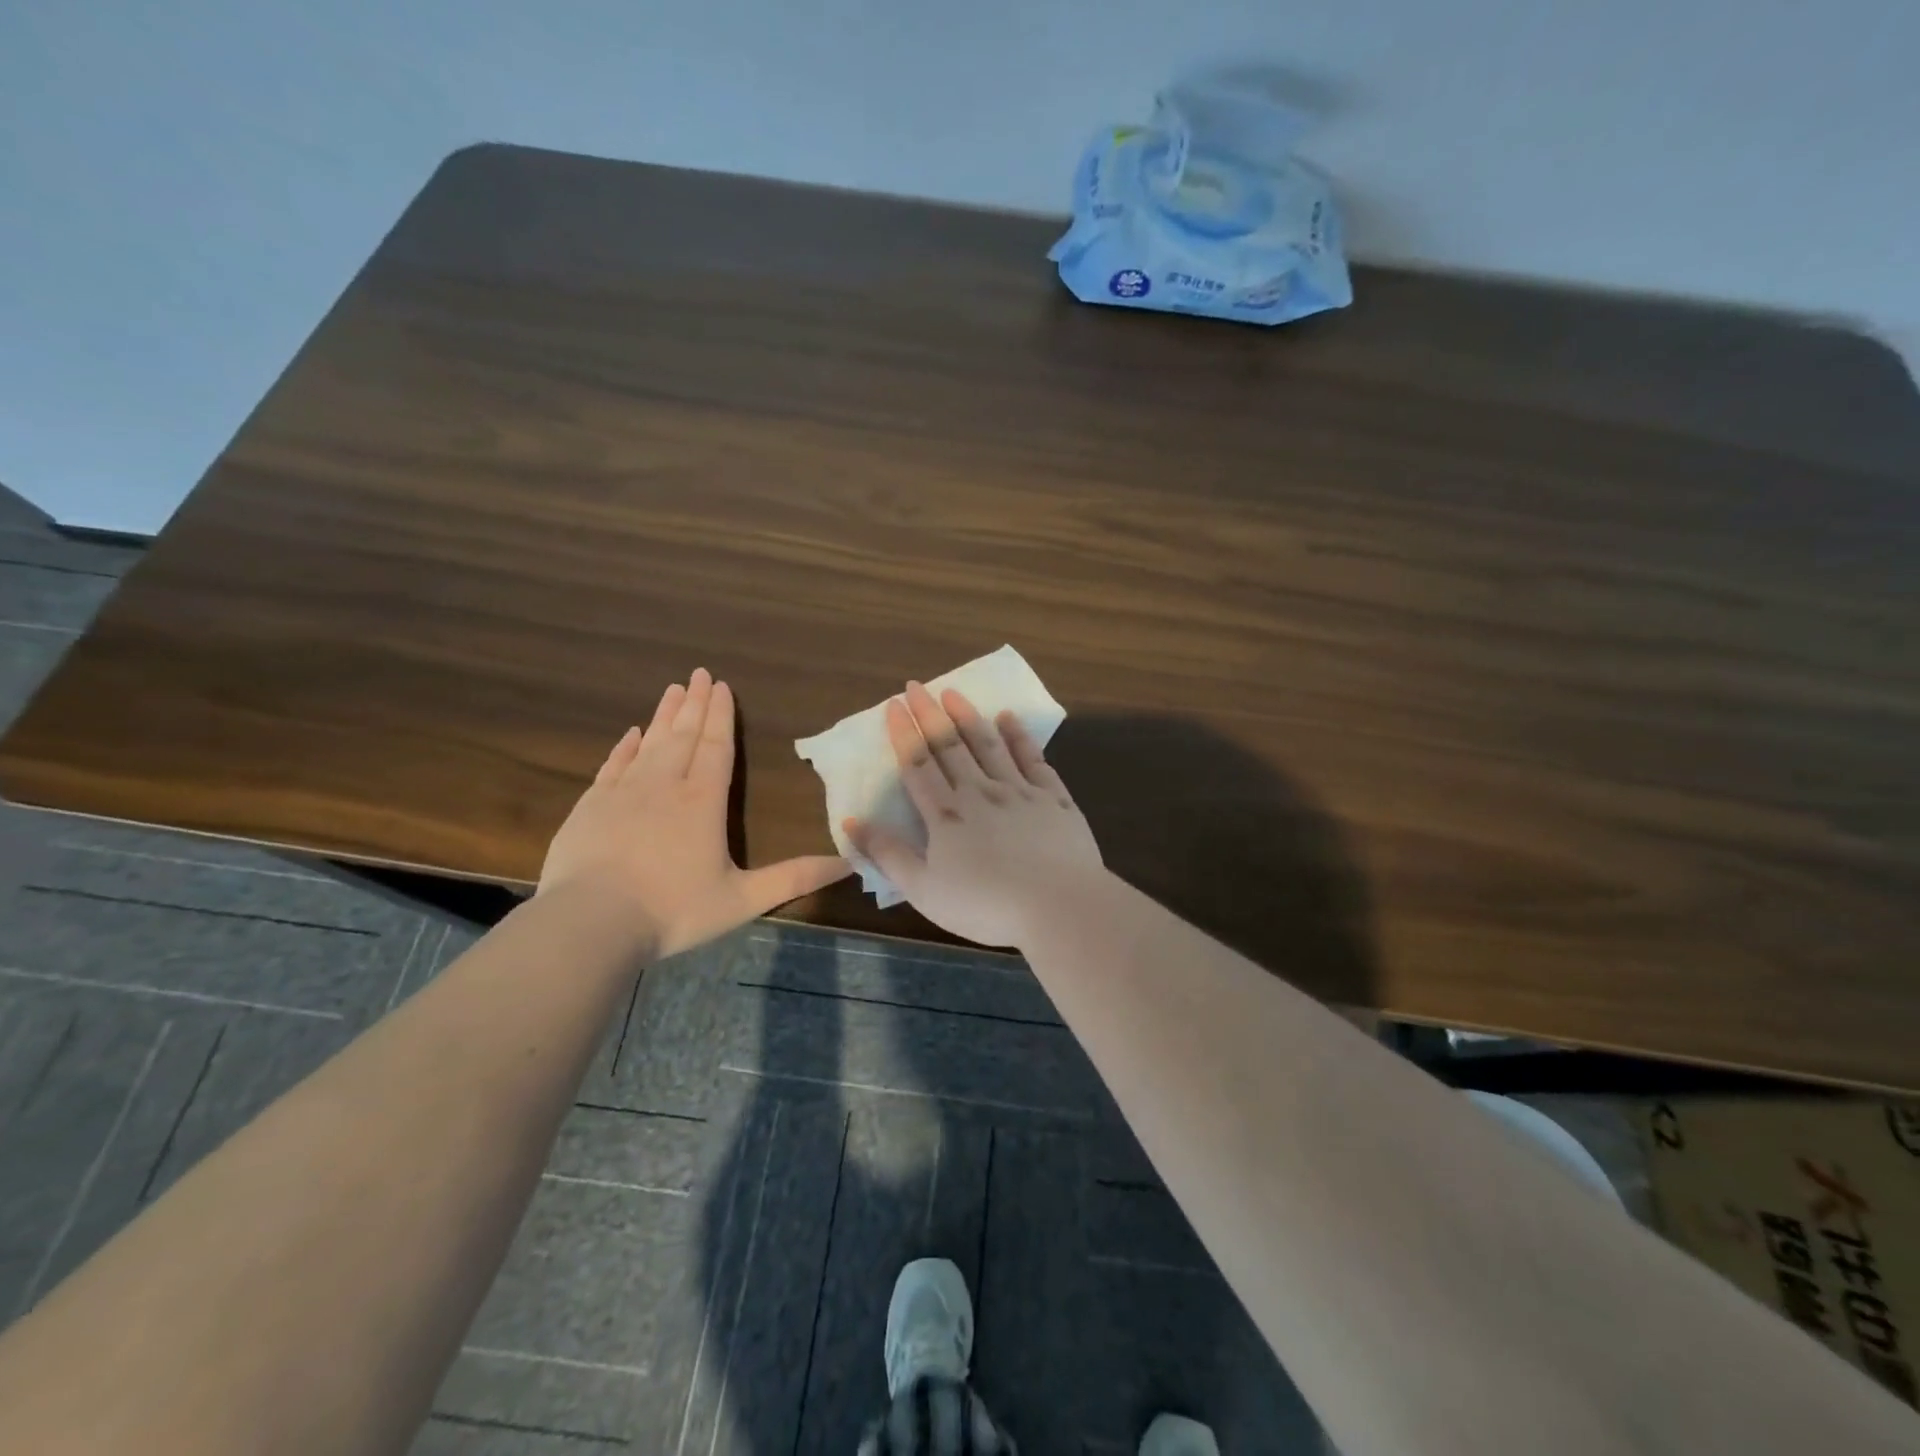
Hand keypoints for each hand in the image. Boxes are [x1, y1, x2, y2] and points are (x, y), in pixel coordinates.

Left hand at [540, 668, 850, 956]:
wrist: (590, 923)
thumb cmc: (673, 910)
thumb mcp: (743, 899)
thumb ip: (794, 878)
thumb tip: (848, 863)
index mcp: (703, 802)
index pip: (716, 747)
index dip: (721, 716)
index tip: (721, 685)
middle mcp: (665, 786)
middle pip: (684, 735)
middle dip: (694, 704)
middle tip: (699, 673)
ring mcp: (624, 793)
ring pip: (649, 743)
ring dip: (663, 716)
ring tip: (672, 689)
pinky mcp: (591, 806)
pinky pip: (613, 765)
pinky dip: (624, 747)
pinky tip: (630, 734)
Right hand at [845, 681, 1104, 947]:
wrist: (1058, 906)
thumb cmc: (985, 906)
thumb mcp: (924, 890)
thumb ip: (888, 855)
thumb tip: (852, 822)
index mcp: (946, 816)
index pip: (918, 765)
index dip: (904, 734)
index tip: (894, 705)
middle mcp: (980, 792)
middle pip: (950, 746)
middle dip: (930, 714)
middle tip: (917, 686)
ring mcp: (1019, 791)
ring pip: (988, 745)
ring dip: (969, 717)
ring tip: (954, 693)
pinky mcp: (1053, 798)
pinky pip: (1033, 758)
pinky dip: (1019, 736)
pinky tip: (1009, 718)